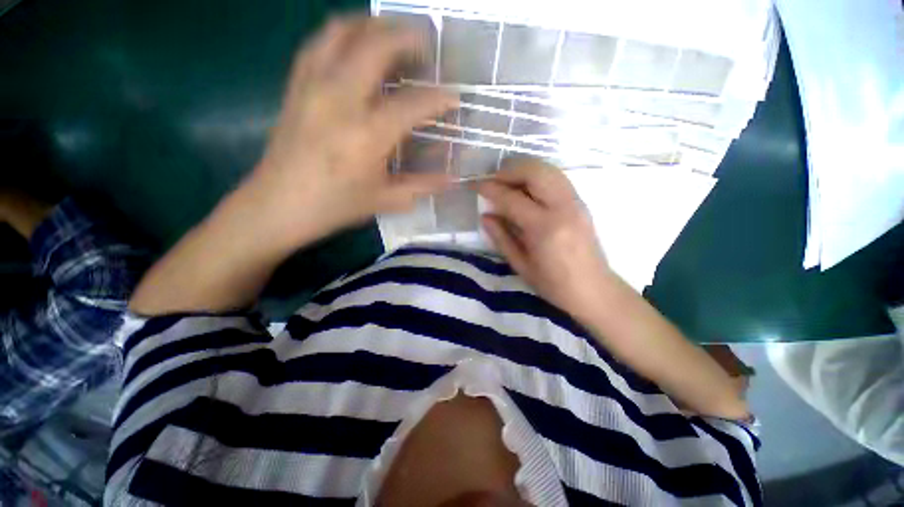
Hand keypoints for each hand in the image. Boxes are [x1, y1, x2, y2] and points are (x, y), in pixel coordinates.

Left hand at [129, 16, 458, 313]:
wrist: (278, 205)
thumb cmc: (335, 206)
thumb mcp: (385, 200)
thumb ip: (423, 186)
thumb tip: (454, 180)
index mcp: (367, 134)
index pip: (413, 103)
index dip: (439, 97)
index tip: (454, 97)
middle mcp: (340, 98)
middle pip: (377, 44)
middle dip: (408, 37)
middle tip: (427, 46)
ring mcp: (313, 85)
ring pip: (343, 30)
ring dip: (373, 25)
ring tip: (393, 36)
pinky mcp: (296, 85)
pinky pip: (319, 43)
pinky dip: (343, 35)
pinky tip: (356, 47)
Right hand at [477, 158, 615, 315]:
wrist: (594, 290)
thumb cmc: (554, 285)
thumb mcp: (521, 265)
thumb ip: (501, 238)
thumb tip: (485, 216)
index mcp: (545, 229)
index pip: (512, 199)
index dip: (492, 189)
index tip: (477, 186)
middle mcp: (563, 208)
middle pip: (535, 172)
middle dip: (509, 170)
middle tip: (493, 180)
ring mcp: (576, 202)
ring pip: (548, 169)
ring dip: (524, 169)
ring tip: (507, 182)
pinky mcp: (581, 203)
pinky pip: (557, 178)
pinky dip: (537, 176)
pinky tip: (526, 189)